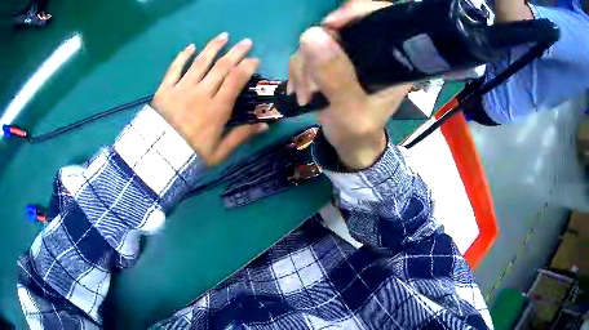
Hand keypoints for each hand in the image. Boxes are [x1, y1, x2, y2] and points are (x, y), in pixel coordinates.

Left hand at [152, 33, 267, 165]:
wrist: (158, 160)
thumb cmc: (190, 156)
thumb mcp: (219, 153)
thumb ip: (241, 136)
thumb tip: (265, 125)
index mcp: (217, 108)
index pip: (236, 80)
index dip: (247, 66)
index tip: (255, 59)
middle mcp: (201, 93)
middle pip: (222, 66)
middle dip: (236, 52)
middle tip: (246, 42)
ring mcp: (182, 88)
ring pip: (200, 62)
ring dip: (214, 47)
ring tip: (224, 36)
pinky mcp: (165, 89)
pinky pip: (175, 68)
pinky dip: (183, 56)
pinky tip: (191, 46)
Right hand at [289, 4, 409, 169]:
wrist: (349, 145)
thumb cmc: (359, 132)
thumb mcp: (350, 111)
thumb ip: (336, 77)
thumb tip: (310, 35)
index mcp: (391, 60)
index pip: (381, 18)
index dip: (357, 12)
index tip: (331, 24)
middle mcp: (371, 50)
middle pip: (341, 27)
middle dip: (319, 52)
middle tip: (312, 83)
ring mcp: (348, 54)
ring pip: (317, 40)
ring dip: (305, 67)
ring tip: (307, 96)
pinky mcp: (330, 59)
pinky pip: (306, 52)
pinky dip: (298, 71)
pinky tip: (301, 91)